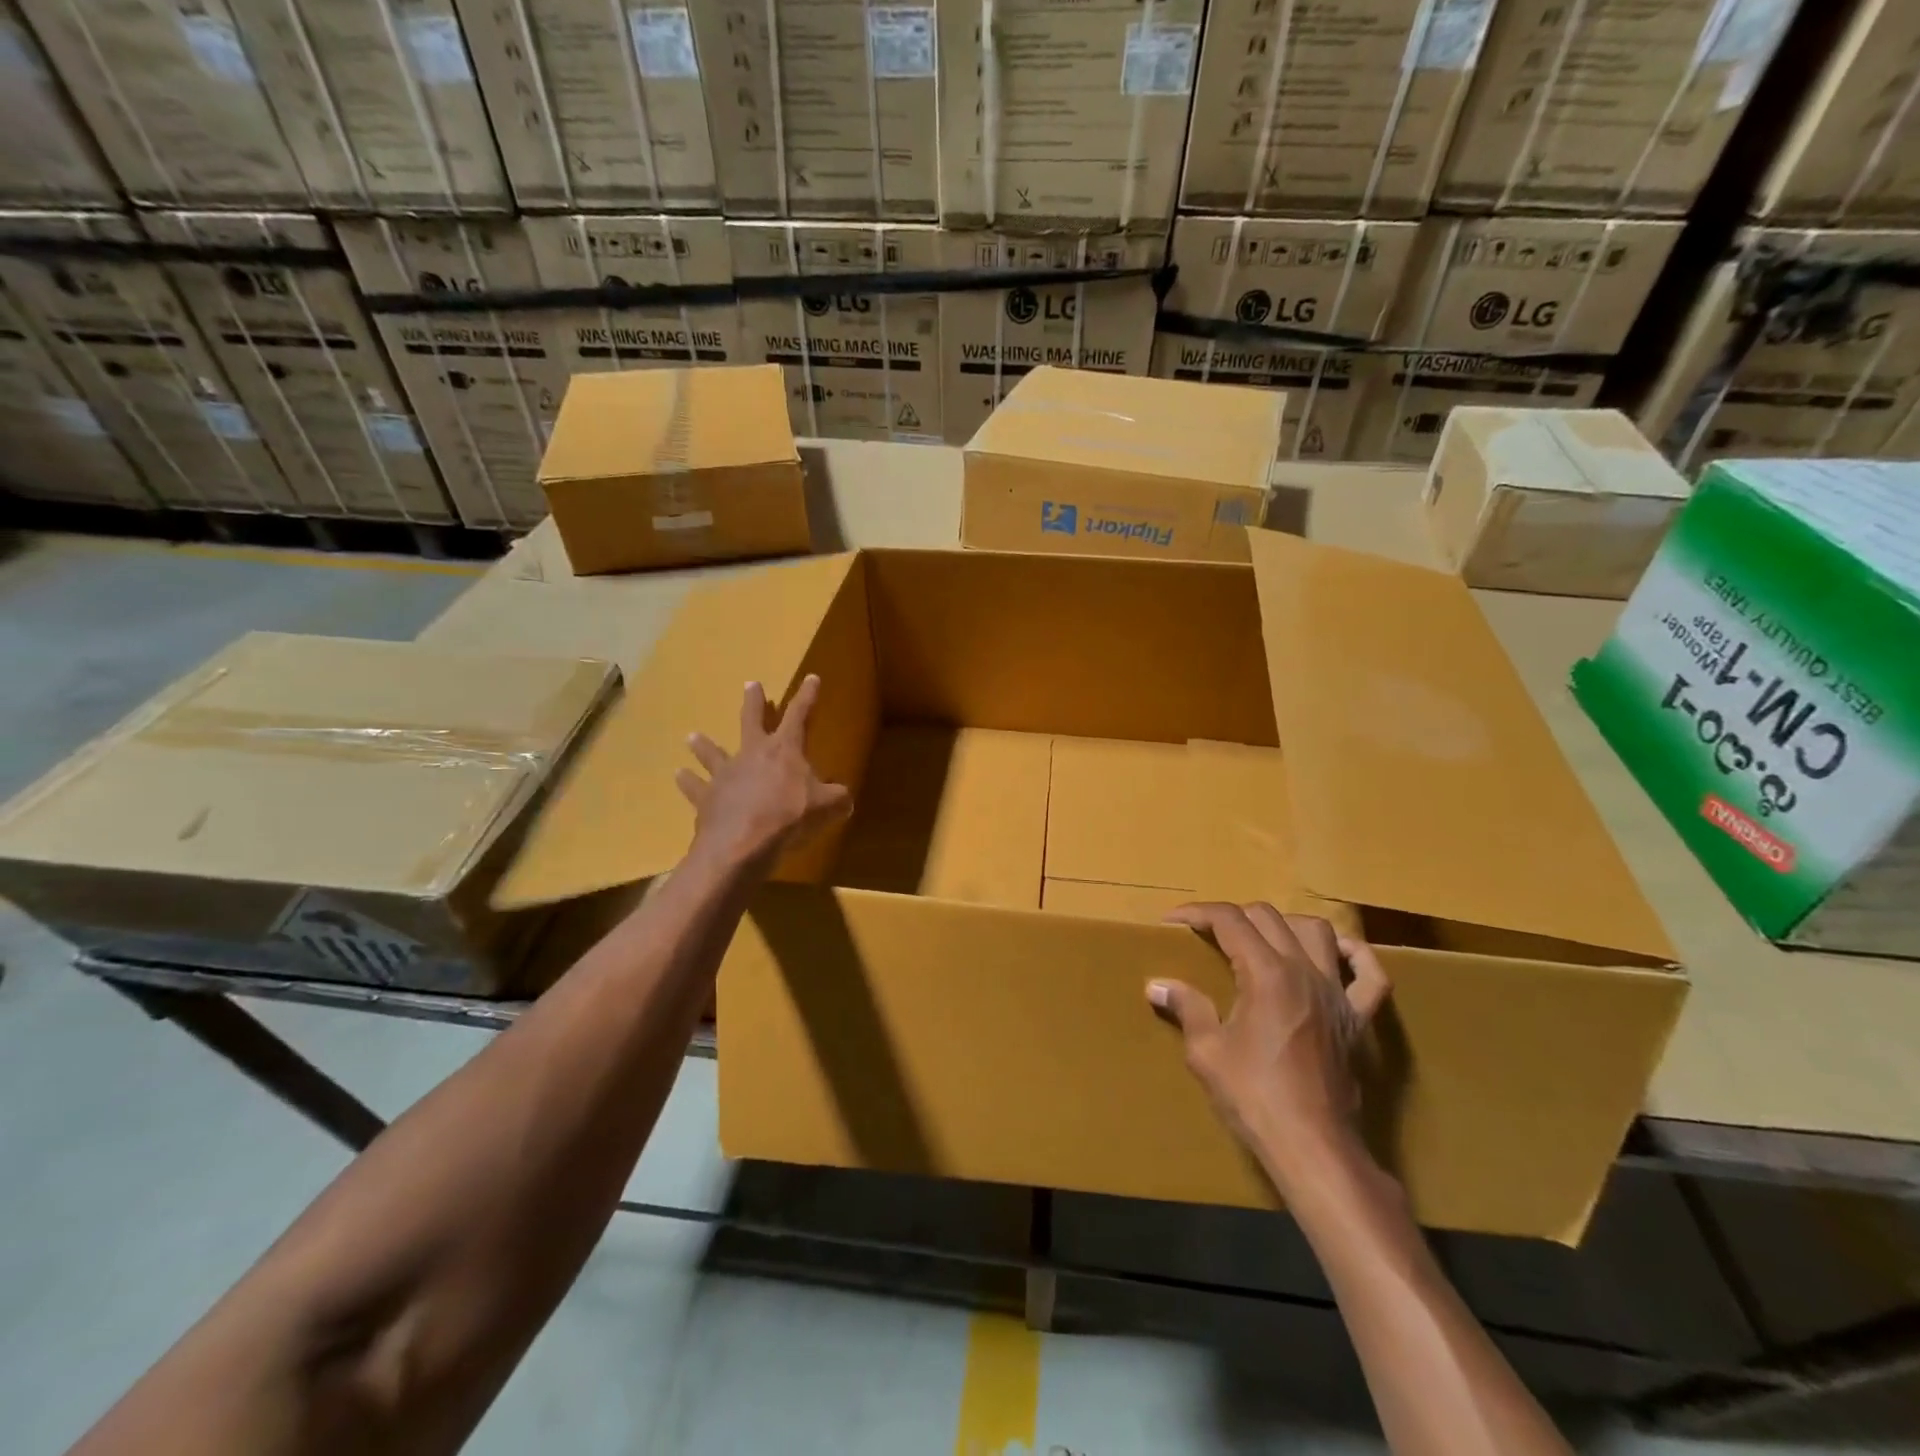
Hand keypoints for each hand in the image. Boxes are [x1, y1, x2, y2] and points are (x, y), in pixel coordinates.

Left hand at [676, 675, 850, 870]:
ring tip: (692, 736)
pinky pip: (694, 787)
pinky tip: (679, 775)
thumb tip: (845, 799)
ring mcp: (726, 774)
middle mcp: (752, 754)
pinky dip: (687, 781)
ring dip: (704, 745)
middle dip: (754, 702)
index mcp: (784, 750)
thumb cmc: (789, 818)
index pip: (799, 715)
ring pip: (712, 752)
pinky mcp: (707, 797)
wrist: (742, 844)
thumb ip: (837, 798)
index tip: (811, 678)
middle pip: (752, 721)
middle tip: (750, 685)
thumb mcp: (826, 807)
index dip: (807, 696)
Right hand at [1151, 903, 1389, 1193]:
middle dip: (1232, 917)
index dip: (1197, 913)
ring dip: (1284, 926)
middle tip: (1208, 937)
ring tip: (1262, 940)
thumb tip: (1157, 986)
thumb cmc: (1254, 1097)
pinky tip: (1336, 953)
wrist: (1312, 1147)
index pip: (1229, 920)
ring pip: (1316, 931)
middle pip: (1268, 917)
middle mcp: (1304, 971)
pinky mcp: (1358, 1018)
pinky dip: (1354, 956)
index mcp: (1266, 973)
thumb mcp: (1206, 1052)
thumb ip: (1187, 1008)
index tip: (1173, 921)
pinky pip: (1370, 975)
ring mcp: (1337, 993)